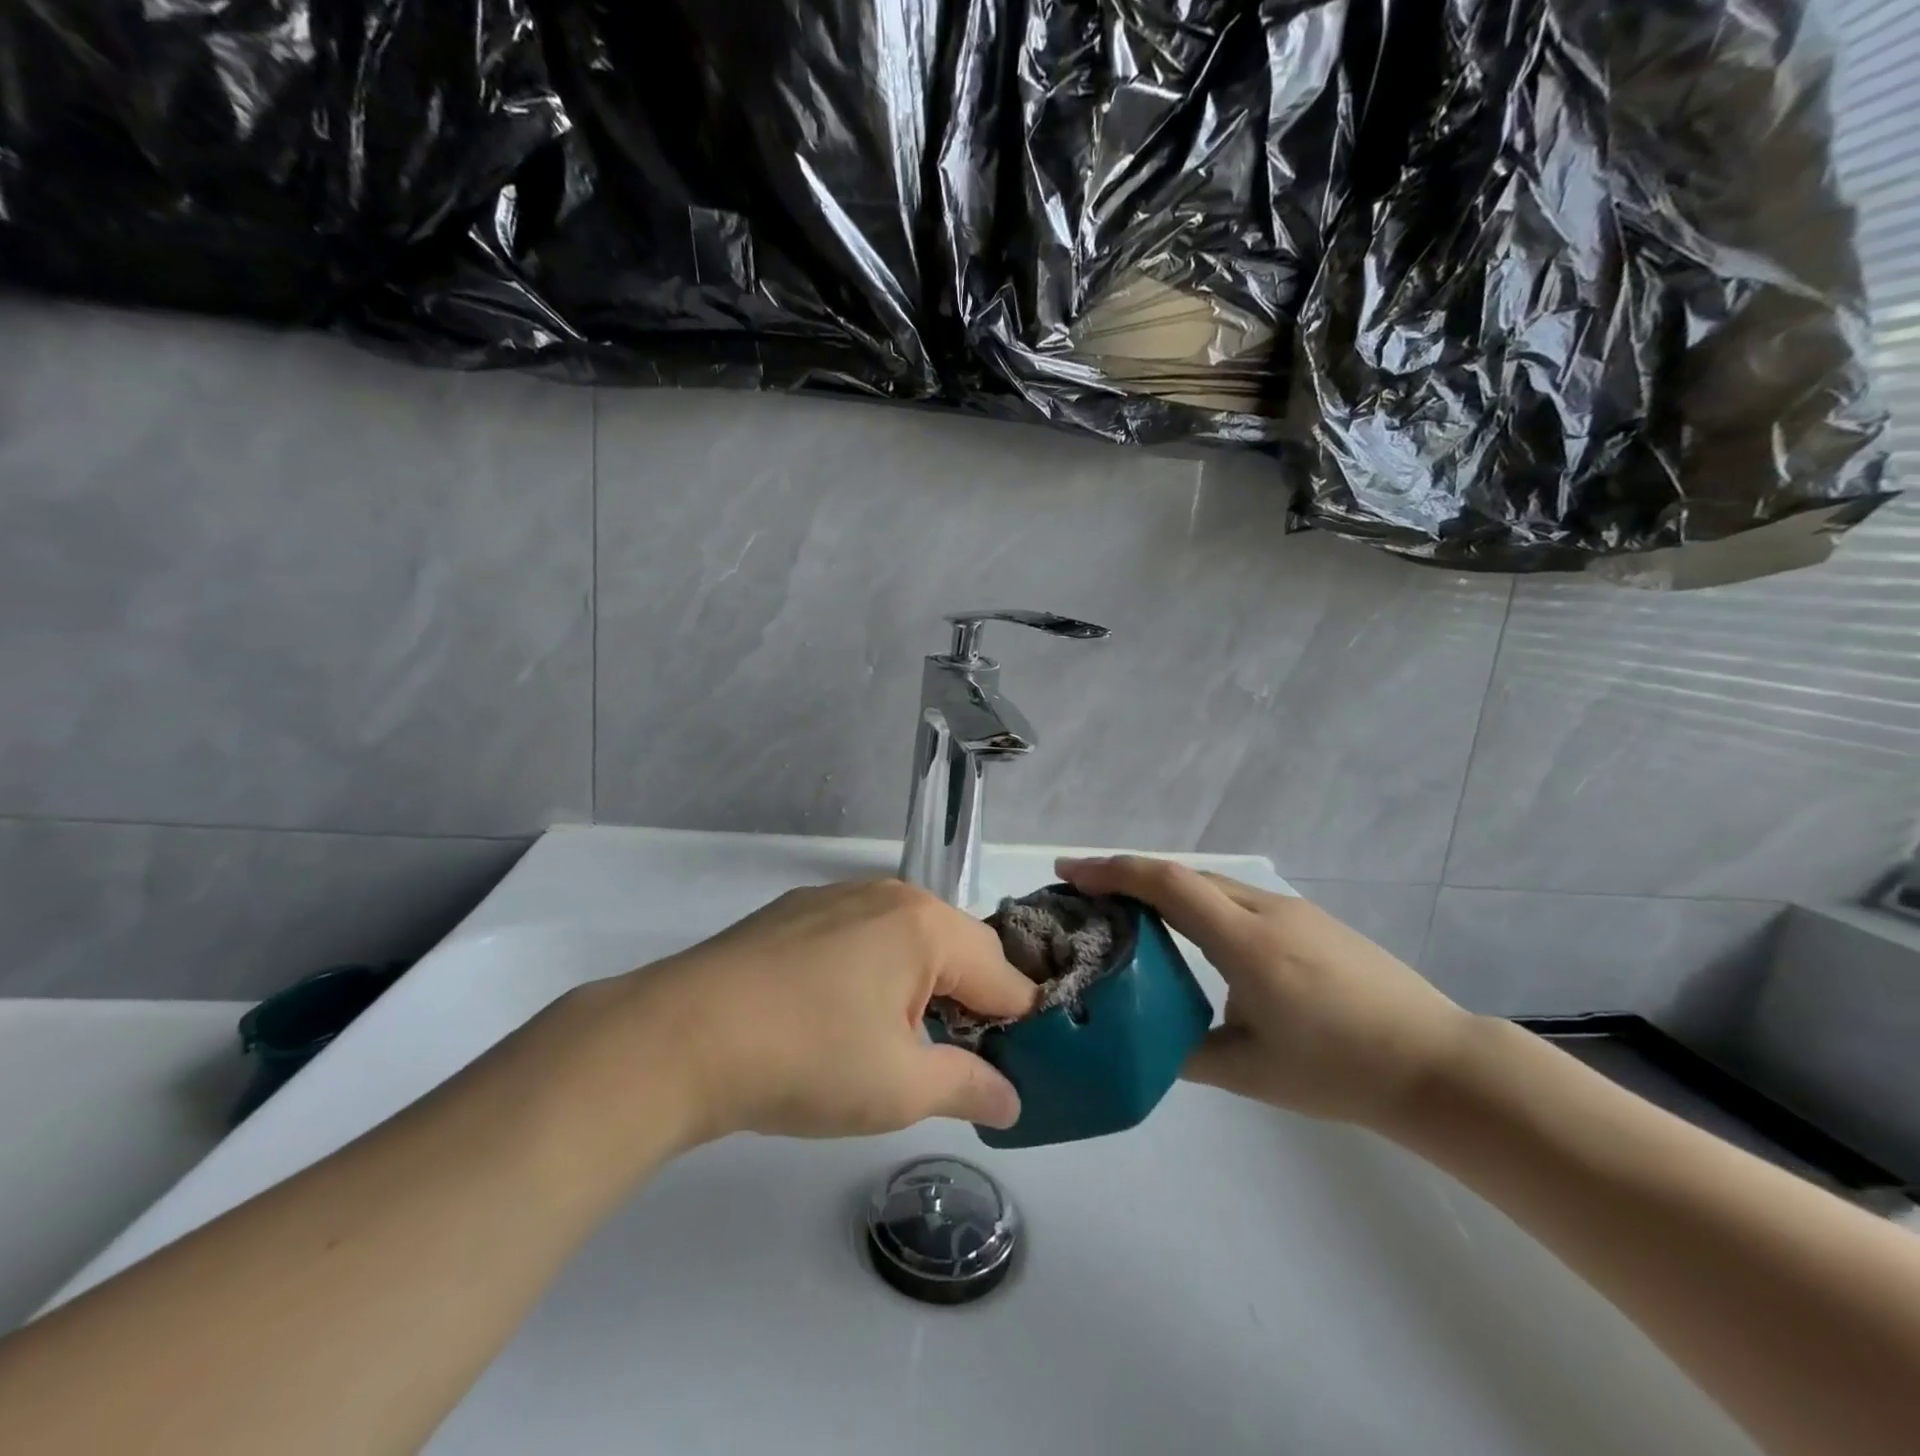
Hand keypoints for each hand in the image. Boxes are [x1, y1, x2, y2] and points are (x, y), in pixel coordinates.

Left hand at [597, 880, 1040, 1144]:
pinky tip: (842, 1013)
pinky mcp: (798, 910)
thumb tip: (1012, 1102)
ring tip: (899, 1042)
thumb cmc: (806, 1059)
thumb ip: (968, 1087)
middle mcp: (889, 894)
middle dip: (971, 1003)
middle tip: (957, 1062)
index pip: (1003, 974)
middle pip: (959, 948)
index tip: (1018, 1070)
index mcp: (925, 925)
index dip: (1020, 1025)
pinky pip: (863, 935)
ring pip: (909, 939)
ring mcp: (838, 896)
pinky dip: (877, 970)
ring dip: (923, 986)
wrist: (680, 1037)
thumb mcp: (899, 1088)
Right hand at [1056, 856, 1472, 1128]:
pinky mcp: (1311, 921)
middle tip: (1083, 897)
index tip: (1066, 872)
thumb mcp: (1249, 1072)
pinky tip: (1191, 937)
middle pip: (1182, 875)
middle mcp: (1265, 909)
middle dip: (1126, 876)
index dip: (1111, 871)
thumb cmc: (1341, 1071)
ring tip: (1127, 916)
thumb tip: (1140, 1037)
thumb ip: (1184, 1051)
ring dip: (1162, 890)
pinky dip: (1196, 904)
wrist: (1439, 1065)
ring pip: (1211, 885)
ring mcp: (1292, 910)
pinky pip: (1236, 899)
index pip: (1166, 883)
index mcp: (1246, 941)